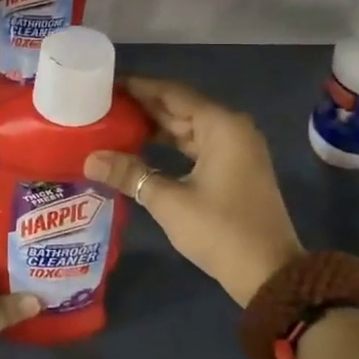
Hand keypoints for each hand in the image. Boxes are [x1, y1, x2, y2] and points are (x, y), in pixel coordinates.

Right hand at [86, 77, 303, 305]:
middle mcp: (232, 128)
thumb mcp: (169, 201)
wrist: (269, 274)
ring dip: (156, 127)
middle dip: (144, 107)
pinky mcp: (235, 169)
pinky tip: (142, 149)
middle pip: (181, 108)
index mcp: (221, 125)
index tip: (107, 84)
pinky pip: (198, 145)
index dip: (139, 87)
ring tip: (116, 123)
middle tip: (104, 105)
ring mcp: (237, 149)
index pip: (173, 93)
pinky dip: (172, 145)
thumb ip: (130, 174)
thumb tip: (90, 159)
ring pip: (189, 127)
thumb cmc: (220, 230)